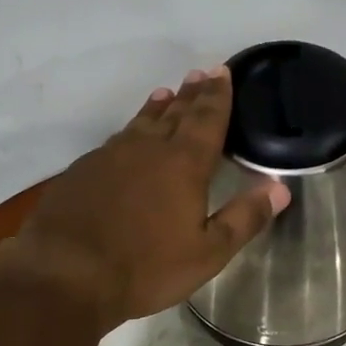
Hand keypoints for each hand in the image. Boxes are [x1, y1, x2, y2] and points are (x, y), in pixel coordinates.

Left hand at [0, 65, 289, 331]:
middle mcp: (148, 149)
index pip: (207, 119)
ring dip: (159, 107)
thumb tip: (281, 188)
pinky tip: (128, 136)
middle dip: (192, 94)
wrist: (64, 274)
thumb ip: (245, 218)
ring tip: (167, 94)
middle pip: (176, 114)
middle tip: (201, 74)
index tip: (222, 72)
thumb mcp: (207, 252)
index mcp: (184, 164)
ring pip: (142, 122)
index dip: (218, 96)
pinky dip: (131, 129)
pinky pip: (116, 139)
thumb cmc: (145, 267)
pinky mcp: (83, 170)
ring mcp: (111, 156)